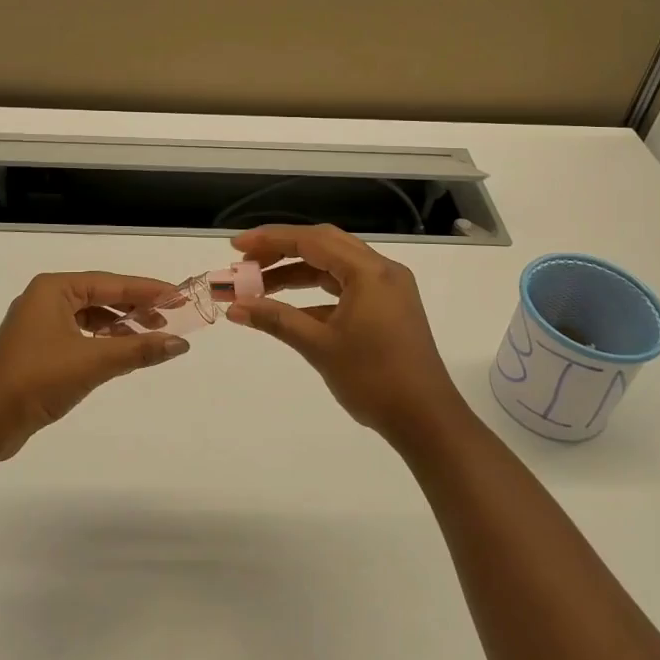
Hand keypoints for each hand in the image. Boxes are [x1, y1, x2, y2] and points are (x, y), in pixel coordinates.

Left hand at [0, 272, 189, 458]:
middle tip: (169, 318)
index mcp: (54, 288)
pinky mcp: (37, 349)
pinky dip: (101, 341)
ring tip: (148, 337)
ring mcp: (38, 324)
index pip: (111, 282)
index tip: (178, 297)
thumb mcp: (94, 361)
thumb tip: (181, 344)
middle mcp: (45, 298)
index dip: (147, 290)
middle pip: (101, 295)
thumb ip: (139, 350)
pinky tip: (120, 354)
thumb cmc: (38, 377)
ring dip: (119, 326)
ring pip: (89, 316)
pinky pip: (78, 334)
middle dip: (135, 307)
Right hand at [225, 225, 469, 444]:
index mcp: (369, 272)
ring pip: (334, 266)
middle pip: (323, 245)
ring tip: (259, 286)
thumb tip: (234, 307)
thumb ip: (276, 320)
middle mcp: (381, 270)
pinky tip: (289, 310)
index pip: (312, 241)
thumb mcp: (320, 347)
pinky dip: (316, 294)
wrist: (426, 420)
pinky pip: (345, 287)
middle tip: (245, 263)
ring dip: (297, 273)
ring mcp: (387, 289)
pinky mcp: (388, 307)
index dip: (270, 240)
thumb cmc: (373, 379)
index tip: (236, 247)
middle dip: (281, 251)